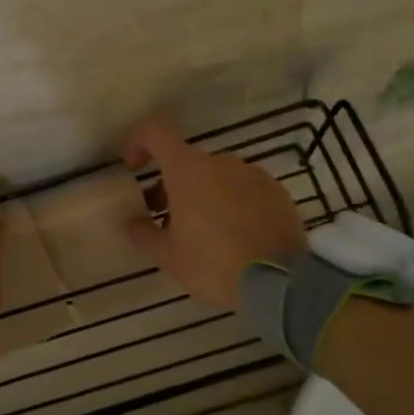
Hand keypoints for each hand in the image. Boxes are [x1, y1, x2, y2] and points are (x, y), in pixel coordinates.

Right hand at [121, 115, 306, 308]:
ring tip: (204, 233)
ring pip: (217, 176)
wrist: (281, 282)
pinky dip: (232, 203)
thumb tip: (131, 223)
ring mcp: (253, 174)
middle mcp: (221, 162)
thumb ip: (144, 234)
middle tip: (167, 220)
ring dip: (203, 195)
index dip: (138, 142)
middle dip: (172, 185)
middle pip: (187, 161)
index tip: (133, 168)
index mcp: (188, 170)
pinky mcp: (277, 191)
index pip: (155, 132)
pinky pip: (244, 189)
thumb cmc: (214, 264)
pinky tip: (235, 236)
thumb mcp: (169, 256)